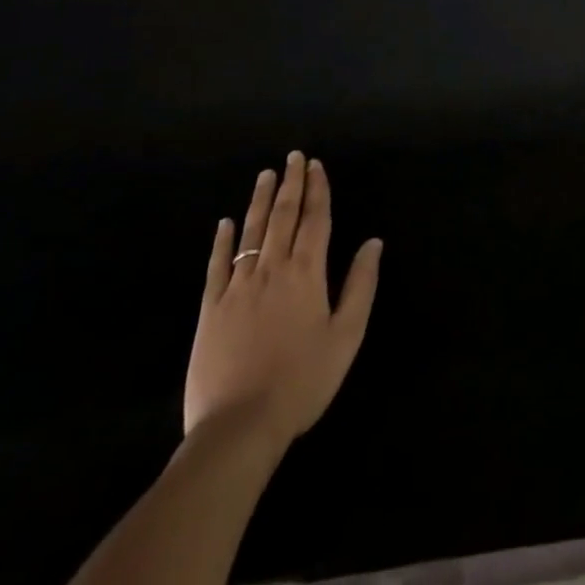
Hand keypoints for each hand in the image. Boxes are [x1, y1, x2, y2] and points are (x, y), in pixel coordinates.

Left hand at [183, 153, 381, 449]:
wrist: (239, 427)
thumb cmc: (302, 382)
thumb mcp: (346, 336)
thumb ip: (360, 286)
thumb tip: (373, 242)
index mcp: (307, 273)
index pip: (315, 220)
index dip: (317, 190)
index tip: (315, 164)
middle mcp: (272, 269)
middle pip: (283, 216)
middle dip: (290, 184)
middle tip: (293, 156)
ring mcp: (237, 287)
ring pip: (252, 232)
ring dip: (260, 200)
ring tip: (266, 175)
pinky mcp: (210, 309)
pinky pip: (217, 265)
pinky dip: (223, 240)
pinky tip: (226, 222)